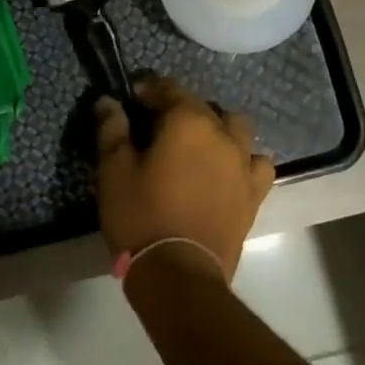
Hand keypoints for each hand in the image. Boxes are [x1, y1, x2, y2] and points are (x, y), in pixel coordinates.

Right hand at [95, 77, 273, 281]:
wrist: (179, 275)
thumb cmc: (141, 216)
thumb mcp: (114, 170)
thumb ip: (112, 130)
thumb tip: (108, 102)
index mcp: (189, 123)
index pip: (169, 89)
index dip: (148, 89)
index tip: (131, 97)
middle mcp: (223, 136)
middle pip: (203, 106)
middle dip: (180, 107)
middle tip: (155, 125)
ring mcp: (243, 166)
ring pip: (236, 129)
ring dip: (217, 128)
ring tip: (196, 144)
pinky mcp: (253, 195)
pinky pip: (256, 164)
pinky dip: (243, 160)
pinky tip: (226, 170)